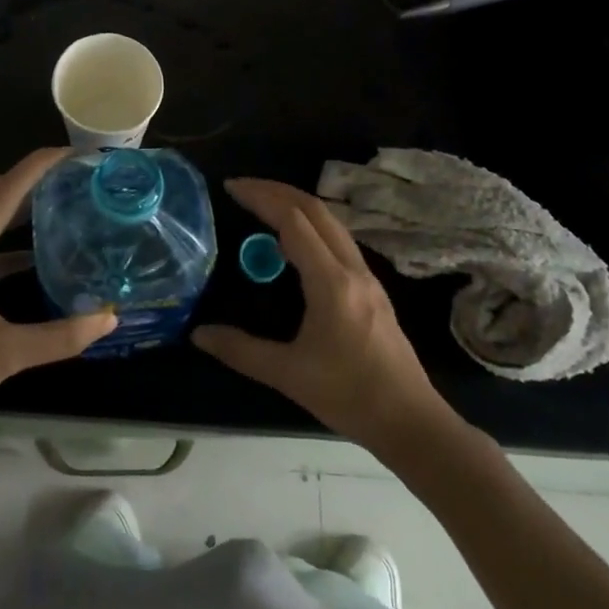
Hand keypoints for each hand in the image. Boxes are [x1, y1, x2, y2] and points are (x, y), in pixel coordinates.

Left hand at [0, 148, 115, 449]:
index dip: (37, 167)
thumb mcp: (4, 356)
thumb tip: (109, 317)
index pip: (3, 192)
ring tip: (59, 203)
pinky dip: (3, 239)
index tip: (73, 154)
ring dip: (15, 206)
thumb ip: (60, 336)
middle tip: (73, 178)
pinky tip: (32, 256)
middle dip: (30, 179)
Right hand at [193, 178, 450, 451]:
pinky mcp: (372, 288)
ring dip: (296, 204)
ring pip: (331, 222)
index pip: (294, 220)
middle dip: (277, 190)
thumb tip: (199, 334)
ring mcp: (366, 276)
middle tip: (243, 188)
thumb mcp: (288, 374)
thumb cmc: (349, 395)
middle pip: (315, 210)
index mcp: (331, 282)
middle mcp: (352, 268)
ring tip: (263, 205)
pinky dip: (311, 225)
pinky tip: (293, 242)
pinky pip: (338, 239)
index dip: (261, 197)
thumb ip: (241, 351)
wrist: (410, 420)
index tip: (231, 188)